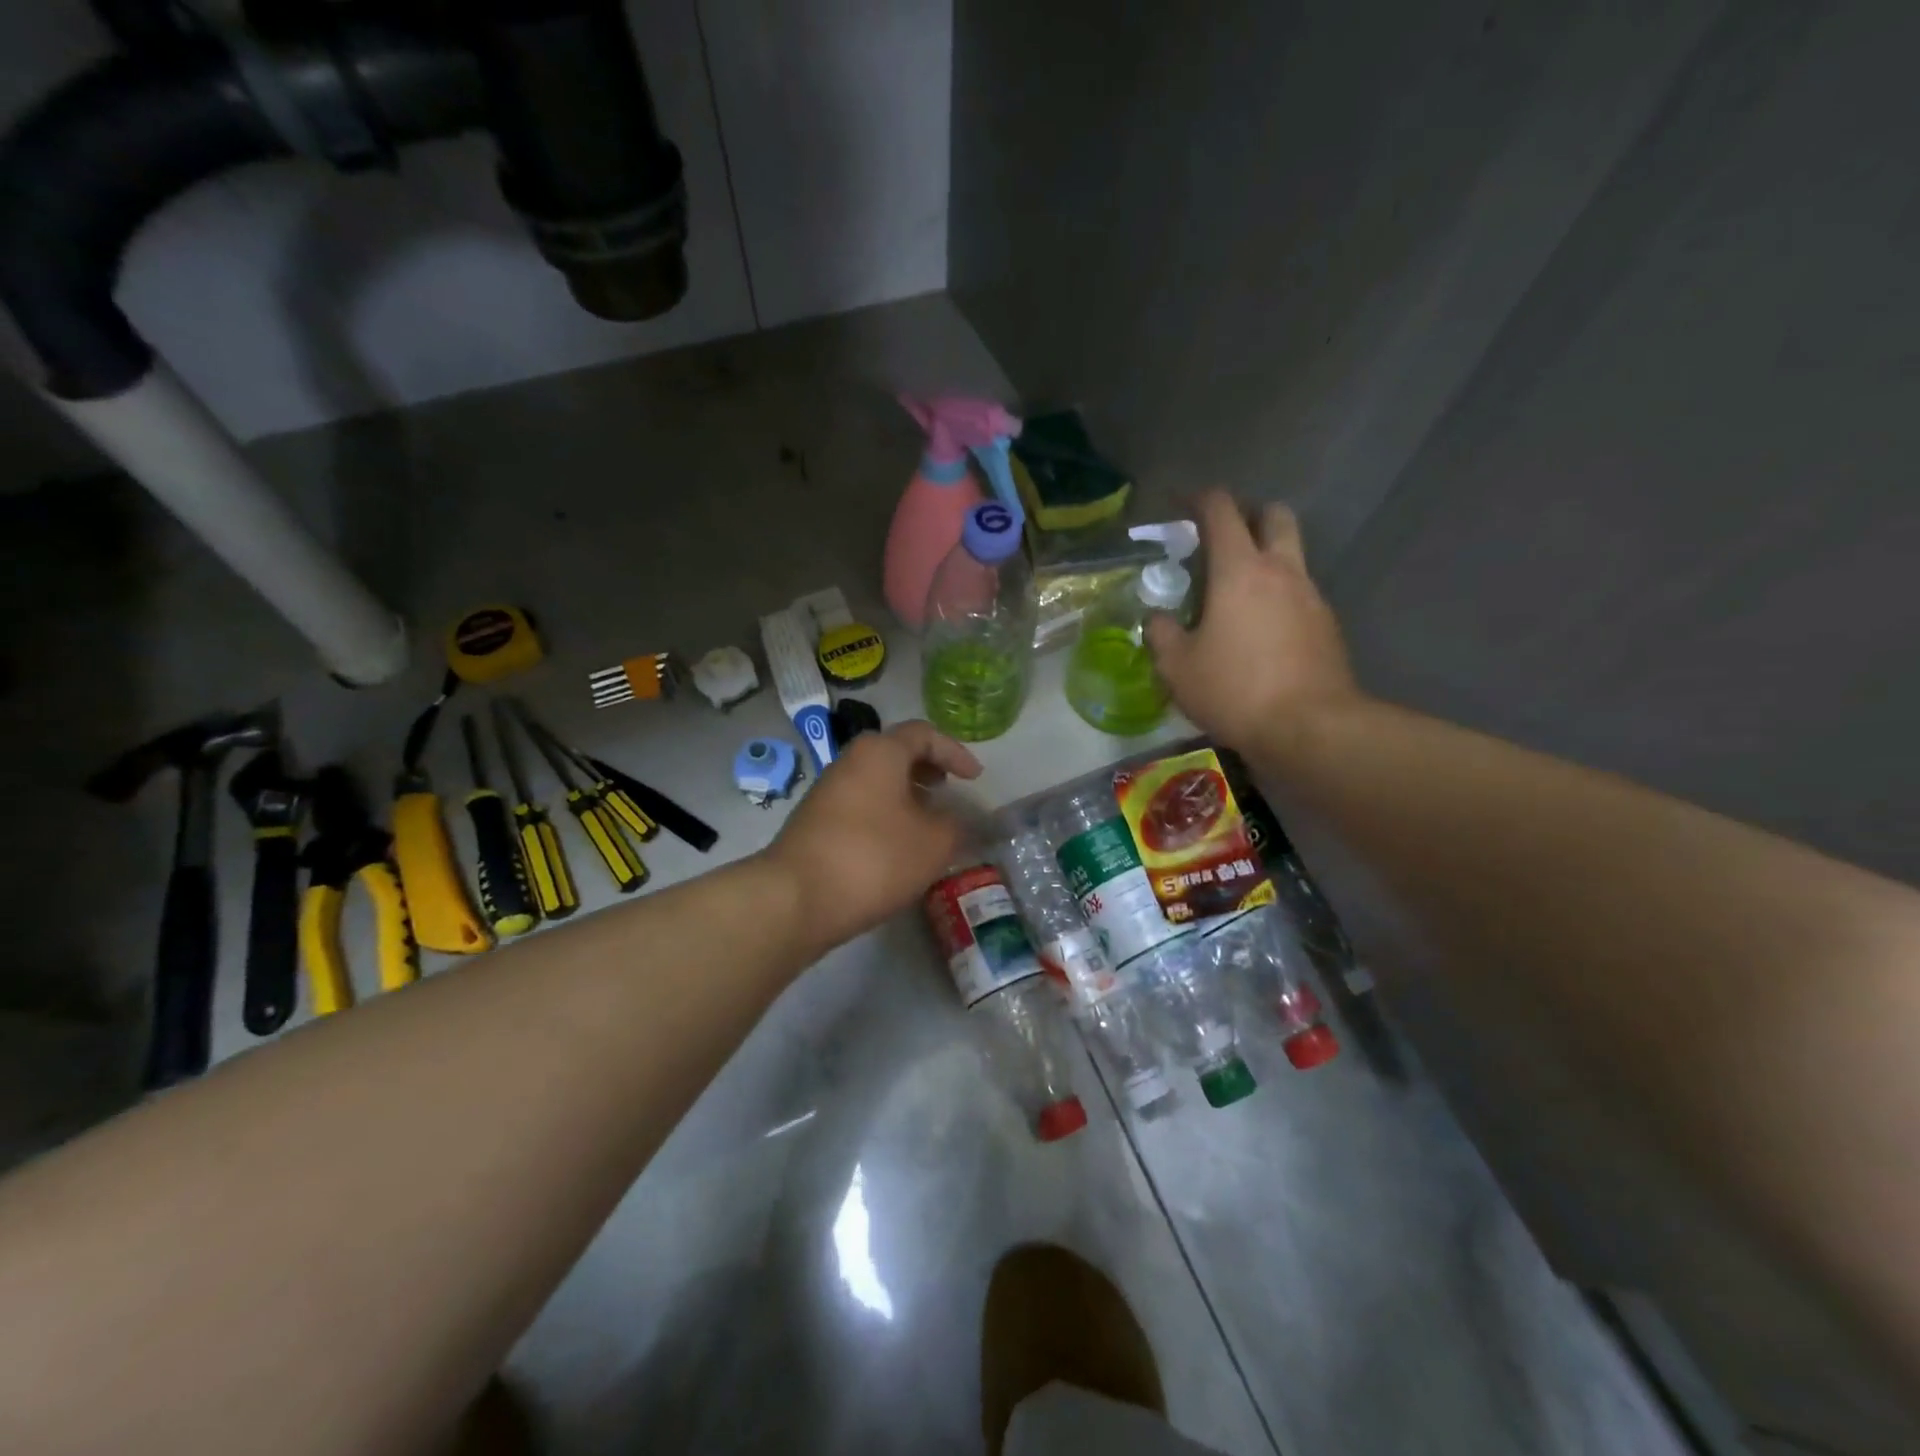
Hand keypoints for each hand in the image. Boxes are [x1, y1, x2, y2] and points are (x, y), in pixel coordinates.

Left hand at [762, 721, 982, 953]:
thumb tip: (960, 820)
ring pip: (876, 782)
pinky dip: (885, 816)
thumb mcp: (934, 843)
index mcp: (880, 752)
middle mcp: (850, 762)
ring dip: (906, 796)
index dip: (955, 752)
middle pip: (895, 754)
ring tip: (928, 824)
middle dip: (927, 771)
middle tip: (948, 792)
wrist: (796, 899)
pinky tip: (896, 848)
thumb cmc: (874, 858)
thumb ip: (957, 825)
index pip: (924, 734)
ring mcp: (827, 792)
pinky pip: (860, 806)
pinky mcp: (815, 823)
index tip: (975, 778)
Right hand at [1147, 490, 1360, 752]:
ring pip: (1292, 554)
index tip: (1179, 505)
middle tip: (1222, 536)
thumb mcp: (1177, 667)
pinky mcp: (1327, 626)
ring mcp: (1311, 597)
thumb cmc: (1235, 690)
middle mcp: (1282, 571)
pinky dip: (1279, 594)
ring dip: (1266, 556)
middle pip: (1274, 515)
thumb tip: (1157, 618)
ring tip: (1236, 590)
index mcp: (1240, 571)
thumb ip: (1161, 633)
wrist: (1310, 728)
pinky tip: (1260, 629)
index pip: (1221, 511)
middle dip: (1248, 513)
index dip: (1198, 499)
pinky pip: (1300, 593)